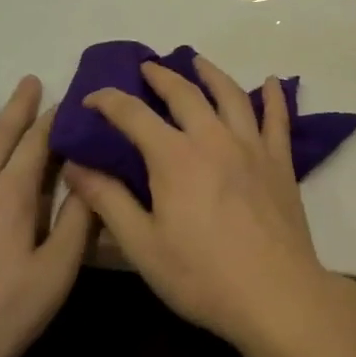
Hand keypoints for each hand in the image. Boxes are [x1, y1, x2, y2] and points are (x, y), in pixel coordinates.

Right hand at [63, 54, 344, 356]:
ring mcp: (251, 146)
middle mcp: (213, 138)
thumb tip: (75, 166)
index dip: (109, 101)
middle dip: (161, 76)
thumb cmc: (202, 276)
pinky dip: (275, 97)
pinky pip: (278, 119)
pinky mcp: (280, 161)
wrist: (275, 294)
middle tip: (147, 67)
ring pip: (230, 96)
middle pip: (184, 94)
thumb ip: (108, 202)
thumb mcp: (142, 246)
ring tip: (197, 62)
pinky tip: (273, 82)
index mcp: (175, 157)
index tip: (91, 98)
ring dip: (211, 73)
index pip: (134, 115)